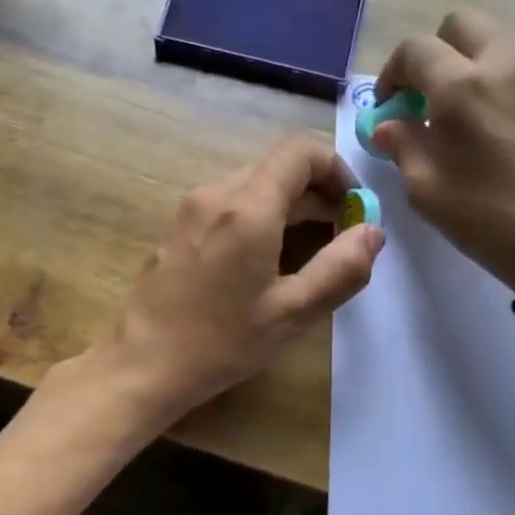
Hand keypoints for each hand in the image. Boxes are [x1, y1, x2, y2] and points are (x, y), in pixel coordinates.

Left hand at [95, 134, 383, 419]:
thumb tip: (373, 231)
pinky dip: (262, 214)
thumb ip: (341, 268)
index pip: (301, 150)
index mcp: (247, 206)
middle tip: (341, 235)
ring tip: (311, 249)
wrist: (142, 364)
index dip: (338, 168)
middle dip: (318, 191)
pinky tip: (268, 258)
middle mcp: (216, 192)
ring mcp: (192, 207)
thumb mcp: (292, 312)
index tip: (354, 207)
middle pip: (278, 165)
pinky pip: (231, 202)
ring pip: (255, 183)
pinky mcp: (179, 225)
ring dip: (291, 204)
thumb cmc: (220, 342)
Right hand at [372, 10, 514, 292]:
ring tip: (467, 115)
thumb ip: (403, 145)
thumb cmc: (490, 220)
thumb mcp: (427, 190)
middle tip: (427, 97)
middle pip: (461, 25)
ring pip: (497, 43)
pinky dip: (505, 84)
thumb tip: (390, 125)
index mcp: (462, 86)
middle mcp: (506, 64)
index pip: (415, 50)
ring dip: (472, 66)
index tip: (390, 108)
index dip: (392, 73)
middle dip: (435, 53)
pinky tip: (504, 127)